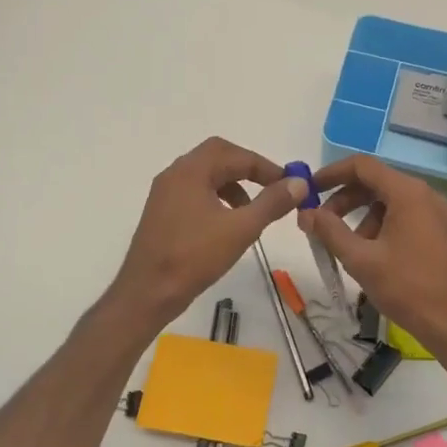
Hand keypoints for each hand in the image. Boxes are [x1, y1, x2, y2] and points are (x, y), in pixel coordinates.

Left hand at [109, 138, 308, 328]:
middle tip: (271, 187)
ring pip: (205, 175)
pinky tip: (227, 224)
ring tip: (252, 210)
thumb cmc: (194, 257)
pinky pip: (194, 192)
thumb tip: (298, 183)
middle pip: (217, 156)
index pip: (236, 154)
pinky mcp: (161, 213)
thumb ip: (272, 202)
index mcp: (191, 171)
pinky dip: (216, 198)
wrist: (147, 292)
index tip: (289, 184)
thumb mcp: (241, 229)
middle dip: (248, 169)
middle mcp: (174, 174)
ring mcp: (164, 193)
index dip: (266, 167)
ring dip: (232, 184)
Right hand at [299, 155, 446, 362]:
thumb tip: (306, 213)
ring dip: (363, 216)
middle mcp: (426, 195)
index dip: (332, 173)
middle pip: (377, 183)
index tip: (309, 190)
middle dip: (344, 199)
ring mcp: (438, 214)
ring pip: (391, 202)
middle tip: (321, 223)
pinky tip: (373, 255)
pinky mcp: (443, 233)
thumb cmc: (408, 288)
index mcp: (408, 193)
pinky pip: (407, 217)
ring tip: (347, 246)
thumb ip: (329, 231)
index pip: (362, 166)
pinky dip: (383, 226)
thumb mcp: (361, 260)